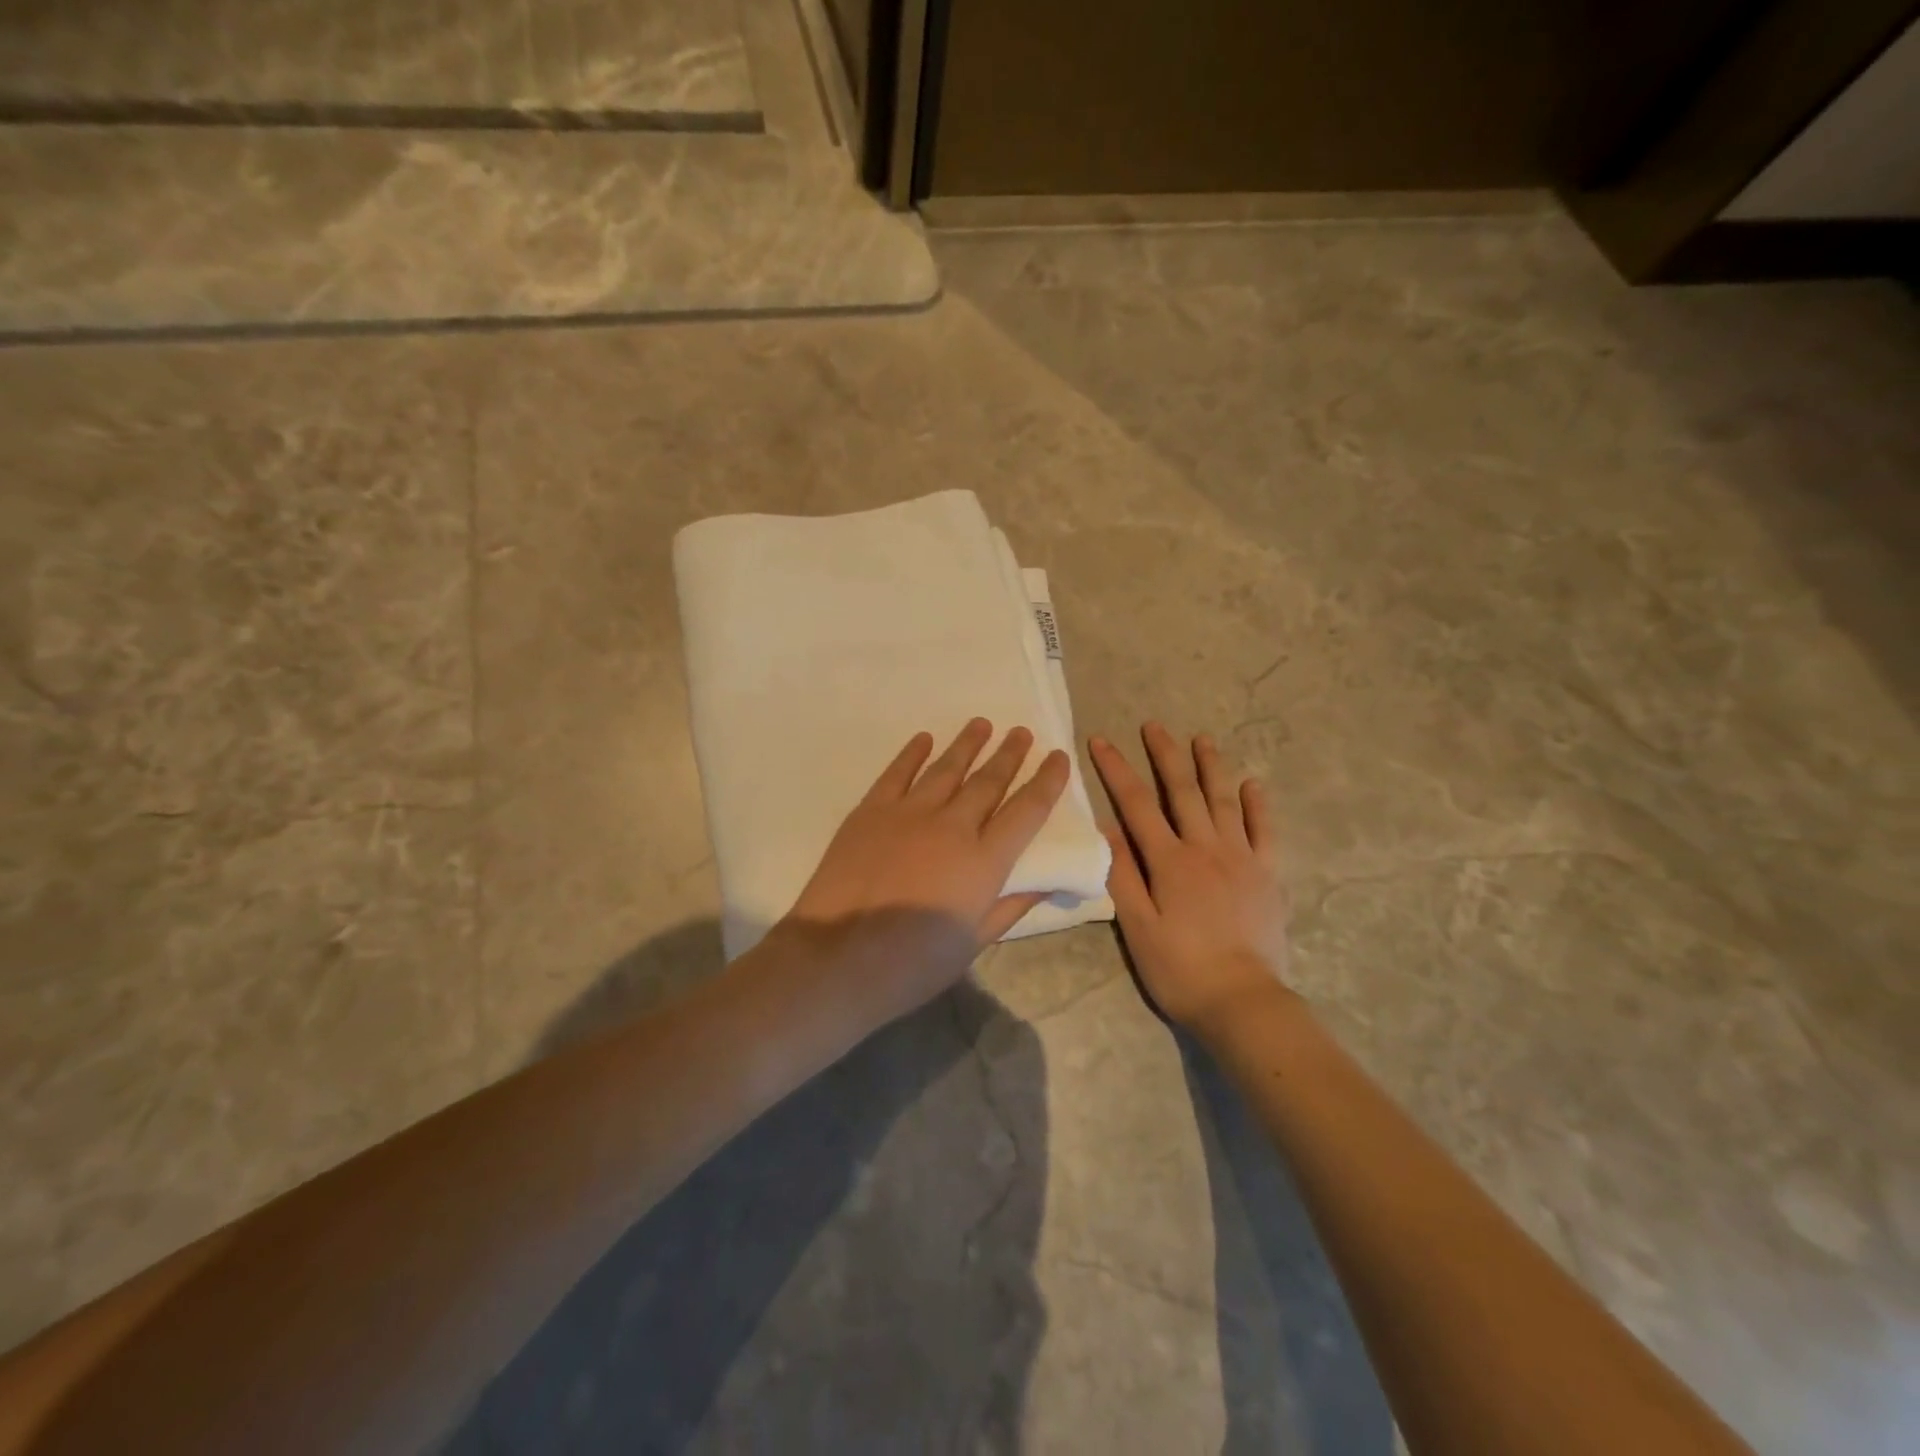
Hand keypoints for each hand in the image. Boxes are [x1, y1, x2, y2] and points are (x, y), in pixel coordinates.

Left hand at [782, 718, 1069, 1010]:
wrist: (837, 957)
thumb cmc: (912, 963)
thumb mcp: (974, 942)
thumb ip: (1012, 906)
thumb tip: (1049, 881)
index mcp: (984, 860)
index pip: (1027, 810)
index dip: (1047, 781)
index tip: (1058, 757)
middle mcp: (952, 826)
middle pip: (988, 781)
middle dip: (1009, 755)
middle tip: (1021, 732)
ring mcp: (909, 813)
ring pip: (946, 769)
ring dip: (967, 744)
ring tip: (983, 724)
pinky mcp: (871, 811)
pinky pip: (897, 773)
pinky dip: (912, 753)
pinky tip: (924, 739)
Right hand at [1090, 724, 1293, 1037]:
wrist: (1243, 1002)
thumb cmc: (1180, 968)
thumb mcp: (1137, 926)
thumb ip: (1122, 874)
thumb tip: (1106, 827)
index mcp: (1170, 861)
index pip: (1137, 804)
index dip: (1116, 770)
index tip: (1100, 740)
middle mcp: (1206, 848)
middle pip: (1183, 791)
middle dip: (1165, 754)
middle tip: (1154, 725)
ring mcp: (1242, 858)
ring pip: (1224, 801)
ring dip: (1211, 766)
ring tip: (1202, 738)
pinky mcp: (1268, 874)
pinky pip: (1264, 830)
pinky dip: (1257, 805)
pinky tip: (1251, 784)